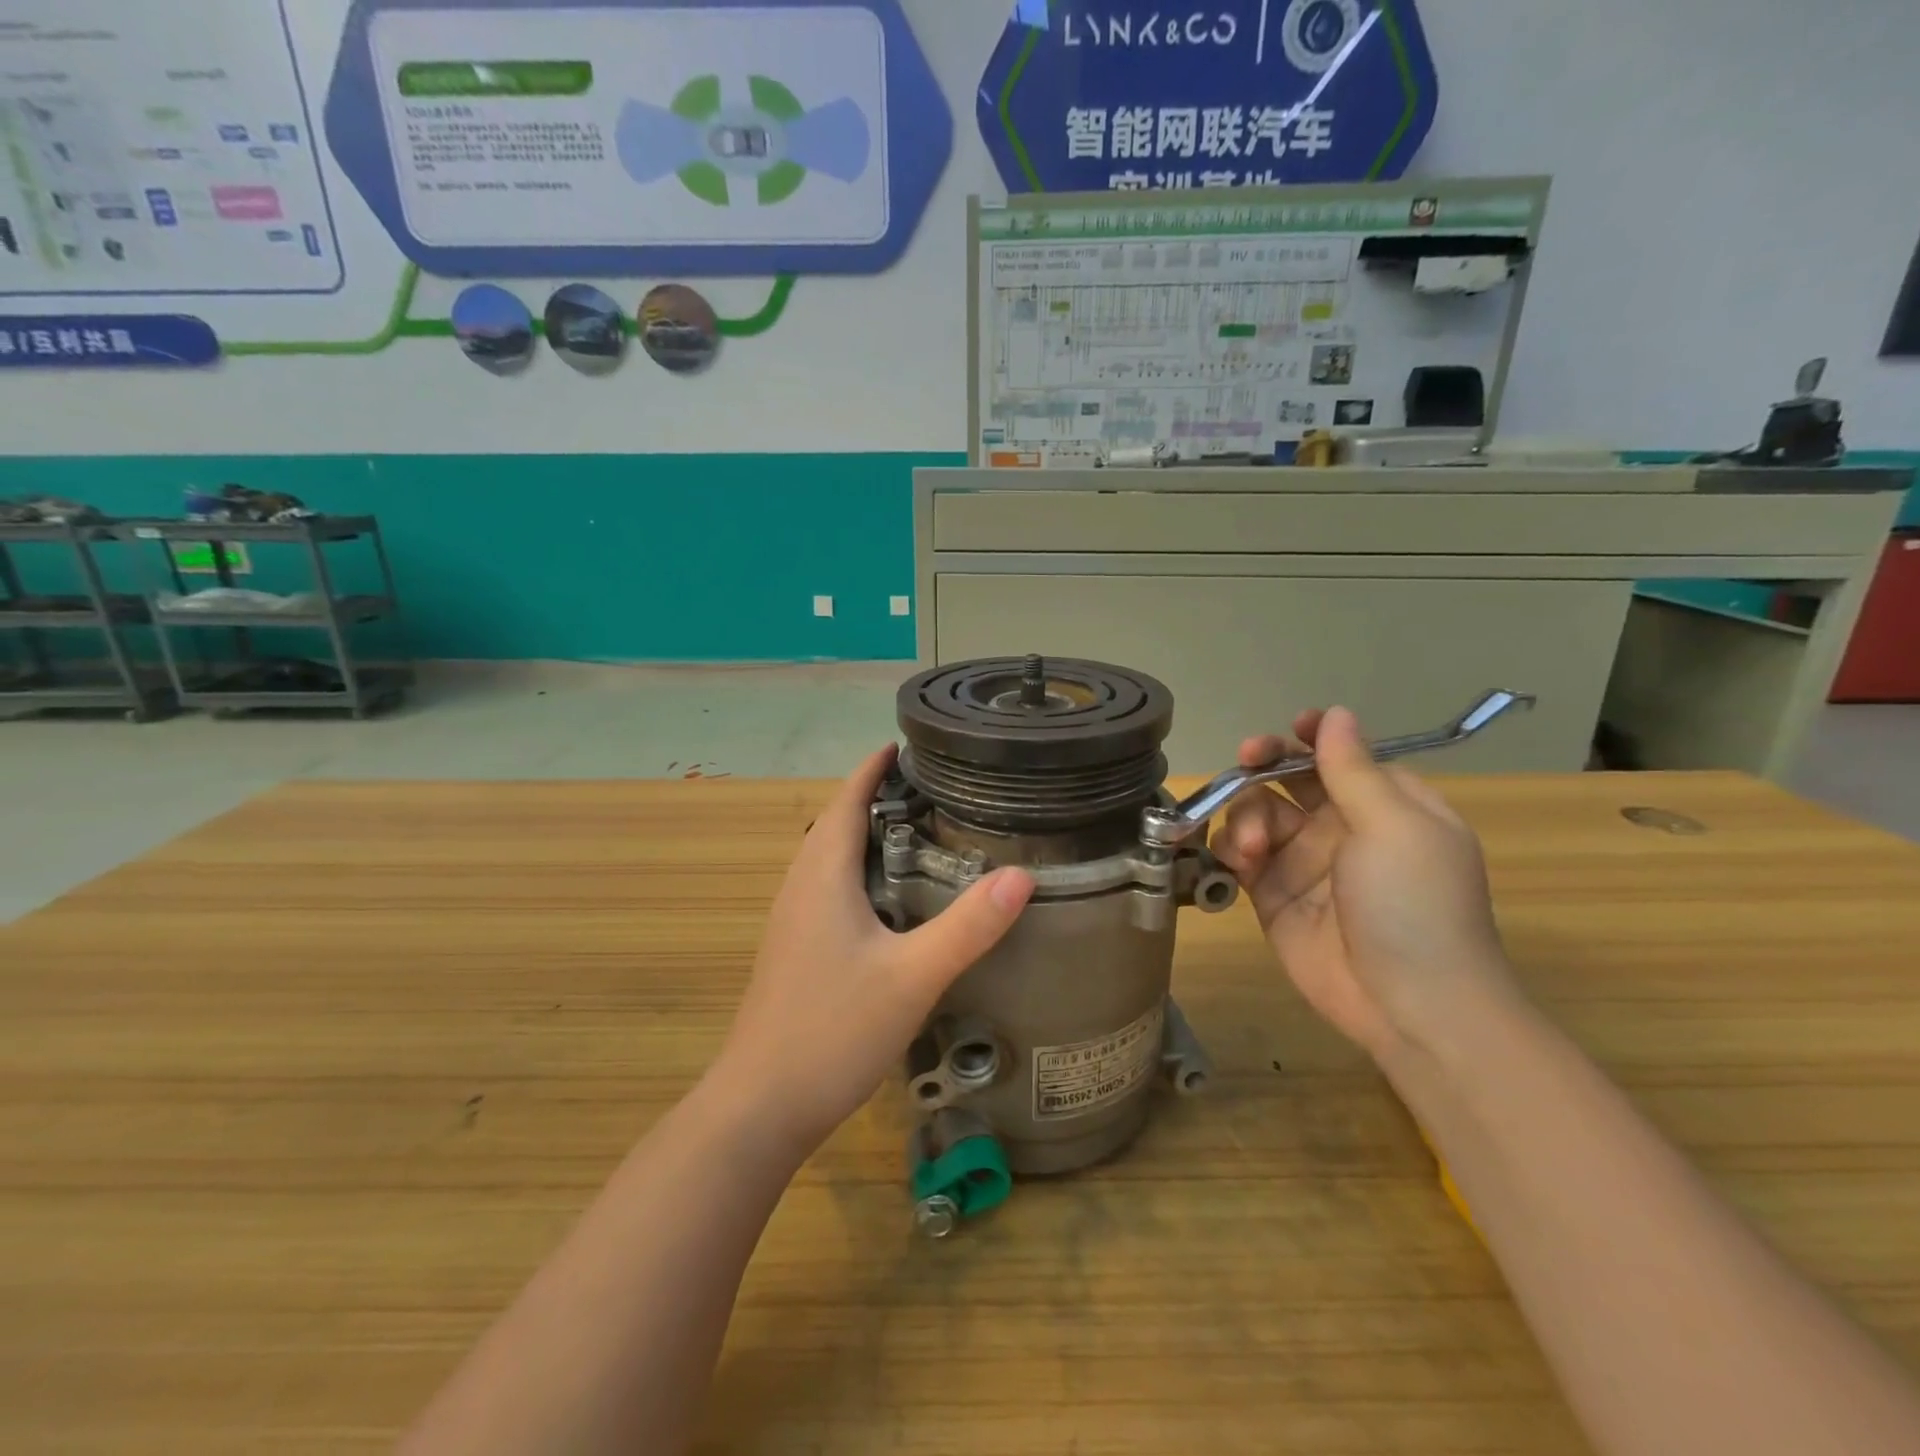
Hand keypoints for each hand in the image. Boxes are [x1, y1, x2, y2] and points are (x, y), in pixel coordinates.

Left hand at [713, 746, 1033, 1153]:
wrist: (760, 1106)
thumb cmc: (832, 1030)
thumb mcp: (912, 976)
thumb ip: (968, 926)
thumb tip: (1022, 875)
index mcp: (821, 877)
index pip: (846, 801)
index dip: (873, 769)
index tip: (906, 744)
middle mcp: (800, 888)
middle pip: (836, 824)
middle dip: (876, 797)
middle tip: (933, 788)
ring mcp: (792, 922)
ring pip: (831, 859)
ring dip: (866, 835)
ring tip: (920, 830)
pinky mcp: (795, 951)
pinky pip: (829, 889)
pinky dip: (860, 871)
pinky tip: (892, 898)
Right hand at [1209, 706, 1519, 1059]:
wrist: (1408, 1004)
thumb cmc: (1414, 903)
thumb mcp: (1393, 826)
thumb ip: (1353, 769)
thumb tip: (1335, 713)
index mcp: (1385, 805)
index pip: (1341, 756)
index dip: (1311, 739)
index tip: (1287, 731)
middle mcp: (1342, 827)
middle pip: (1289, 779)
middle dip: (1264, 765)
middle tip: (1245, 762)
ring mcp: (1304, 862)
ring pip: (1258, 814)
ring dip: (1247, 817)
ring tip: (1252, 849)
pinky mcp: (1273, 895)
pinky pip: (1241, 856)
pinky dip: (1231, 850)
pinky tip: (1238, 862)